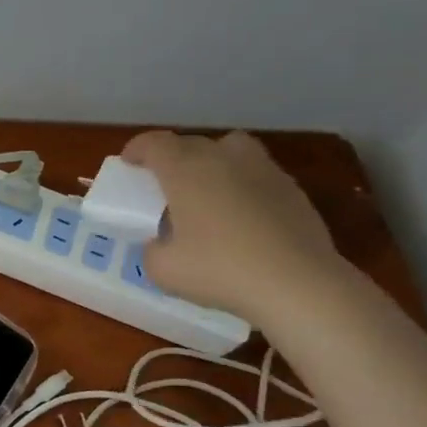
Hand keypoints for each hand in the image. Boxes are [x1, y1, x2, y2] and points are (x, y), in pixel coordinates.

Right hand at [121, 130, 346, 322]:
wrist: (298, 283)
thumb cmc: (219, 270)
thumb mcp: (162, 269)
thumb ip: (153, 248)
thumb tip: (162, 243)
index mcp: (185, 170)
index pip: (154, 143)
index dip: (137, 150)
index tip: (129, 164)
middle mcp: (223, 158)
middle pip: (190, 143)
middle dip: (172, 159)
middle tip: (164, 186)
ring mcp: (262, 169)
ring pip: (230, 150)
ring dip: (212, 162)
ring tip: (207, 191)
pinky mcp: (291, 189)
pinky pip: (256, 174)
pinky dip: (242, 185)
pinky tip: (242, 217)